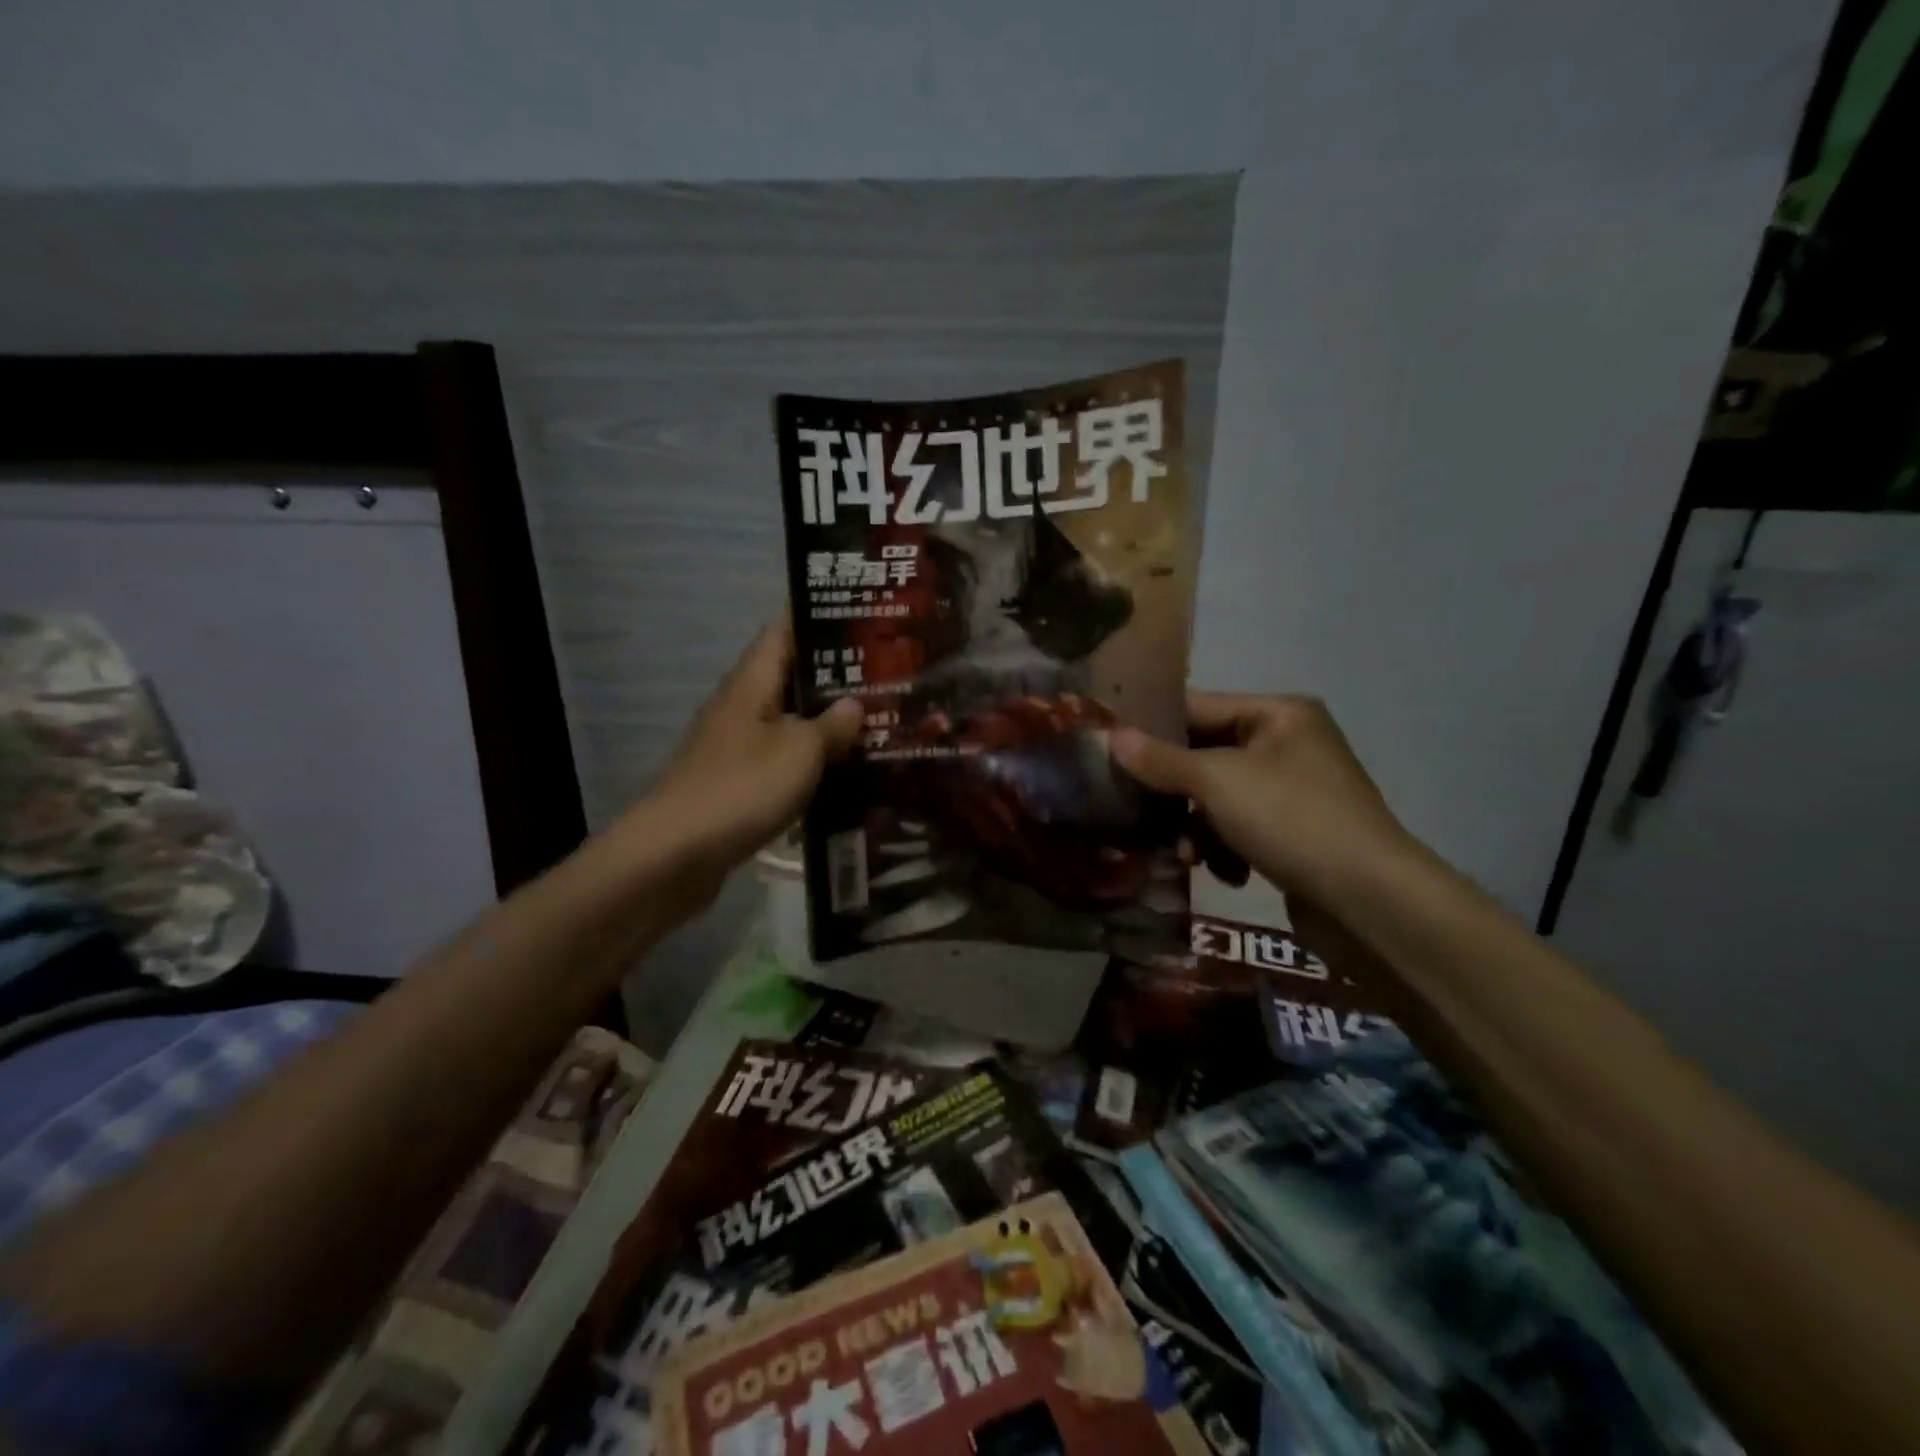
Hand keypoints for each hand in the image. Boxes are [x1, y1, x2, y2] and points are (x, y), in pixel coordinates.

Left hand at [636, 617, 863, 898]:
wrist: (676, 854)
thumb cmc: (742, 787)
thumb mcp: (800, 750)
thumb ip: (833, 724)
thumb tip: (855, 703)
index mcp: (752, 683)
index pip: (784, 632)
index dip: (819, 620)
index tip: (864, 619)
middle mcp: (741, 706)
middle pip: (790, 678)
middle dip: (835, 677)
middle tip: (887, 678)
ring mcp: (735, 746)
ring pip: (789, 722)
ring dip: (826, 723)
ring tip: (876, 723)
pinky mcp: (736, 783)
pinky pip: (781, 760)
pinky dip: (810, 761)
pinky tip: (844, 773)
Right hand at [1112, 693, 1410, 906]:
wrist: (1369, 901)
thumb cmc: (1291, 819)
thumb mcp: (1217, 782)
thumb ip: (1161, 759)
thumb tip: (1111, 736)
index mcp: (1278, 714)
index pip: (1198, 707)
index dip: (1151, 727)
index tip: (1107, 747)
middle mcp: (1287, 744)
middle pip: (1205, 756)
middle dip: (1173, 791)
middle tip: (1135, 811)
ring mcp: (1293, 791)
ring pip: (1217, 799)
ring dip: (1195, 828)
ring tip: (1186, 856)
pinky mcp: (1295, 834)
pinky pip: (1239, 829)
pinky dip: (1225, 849)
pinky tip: (1225, 874)